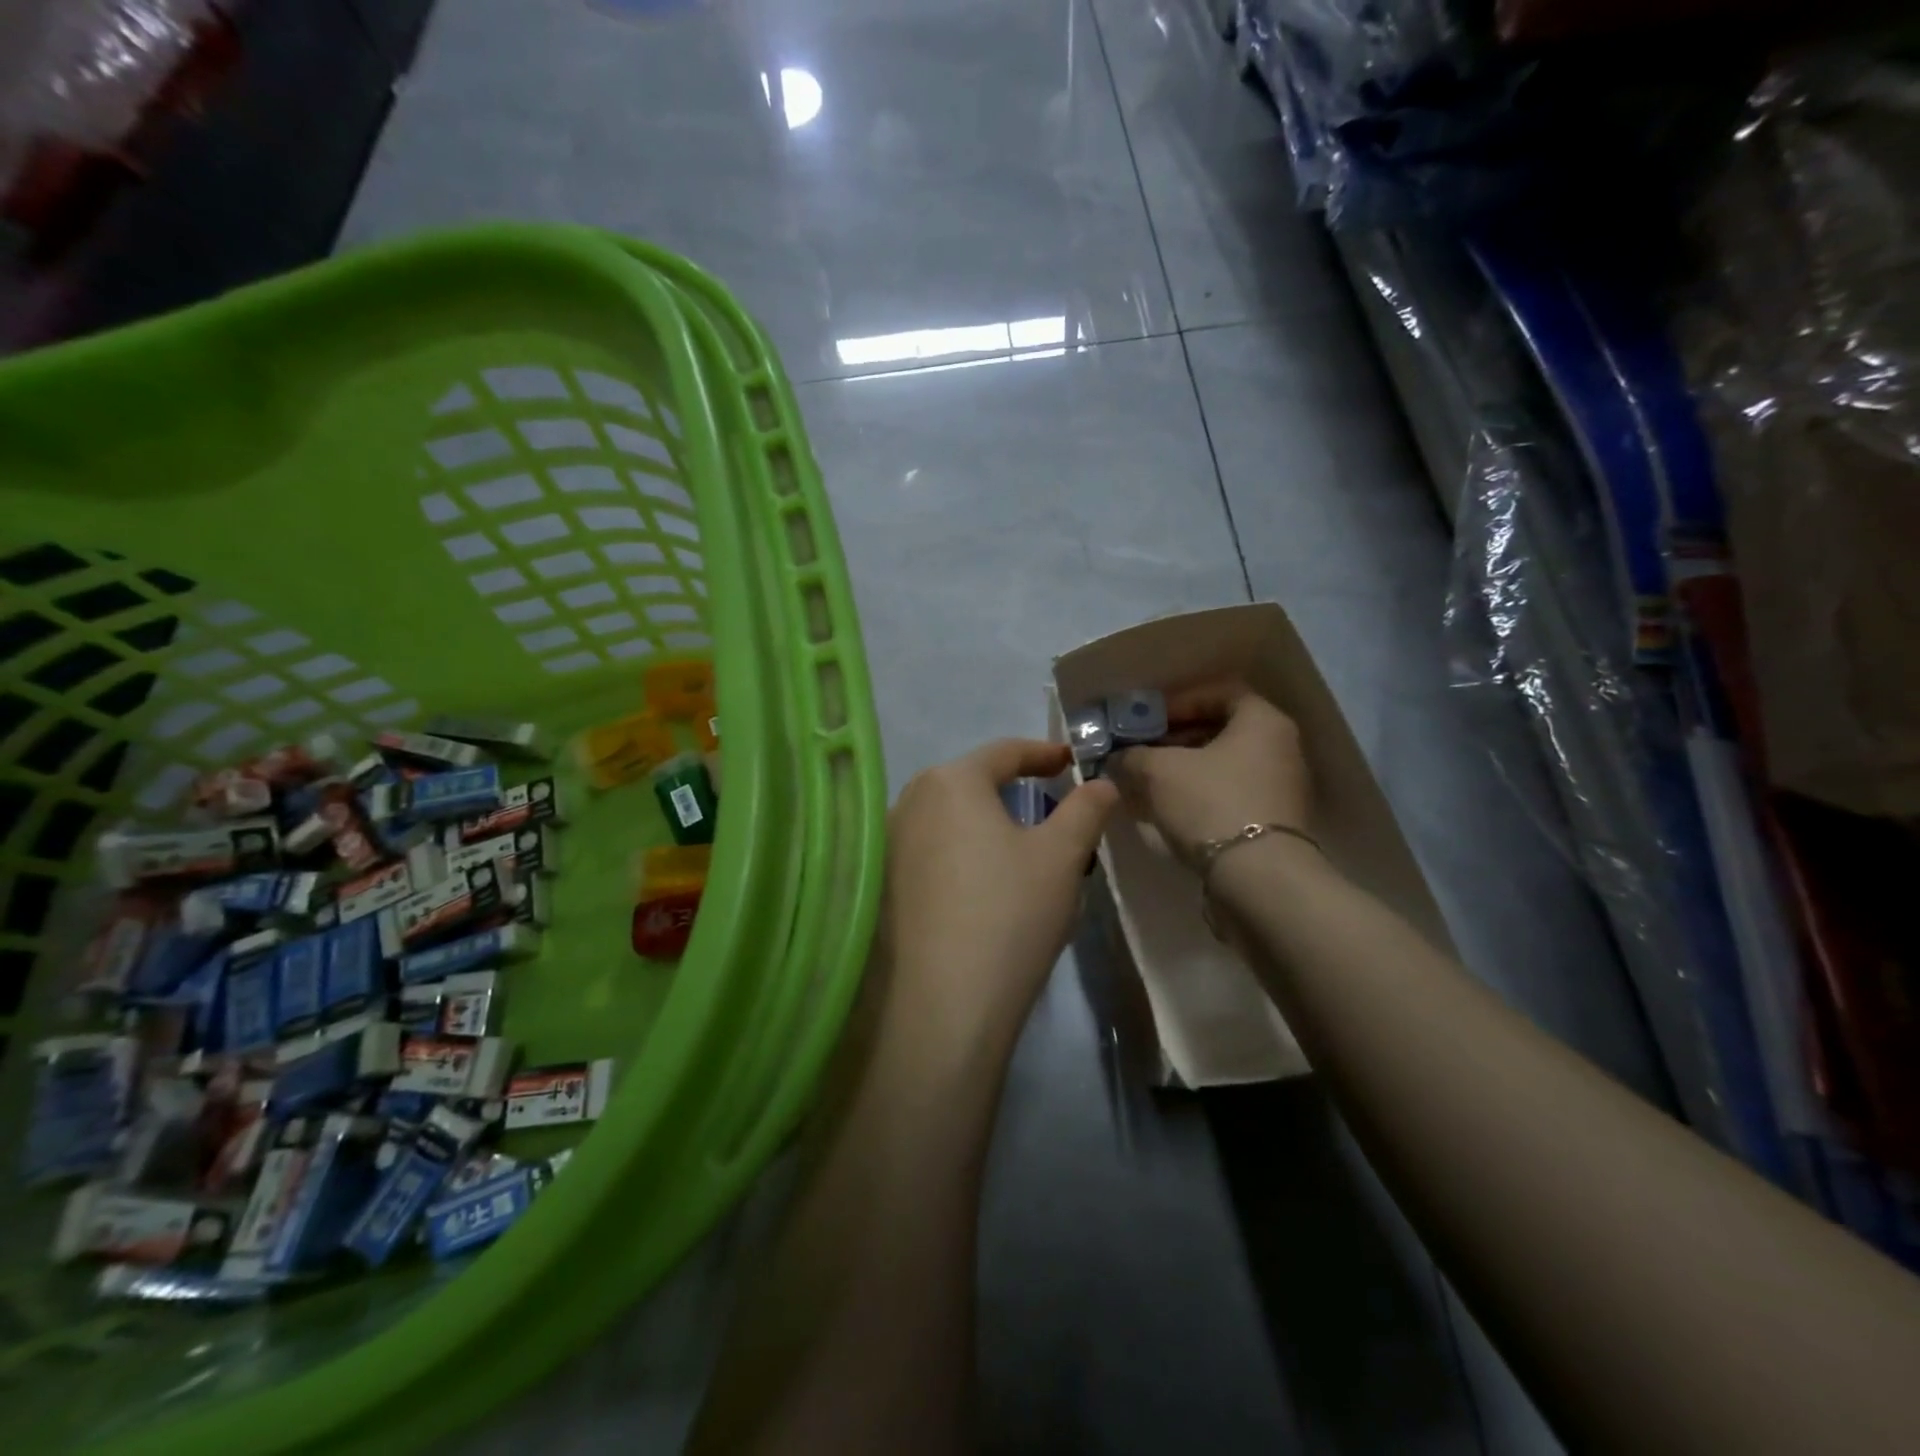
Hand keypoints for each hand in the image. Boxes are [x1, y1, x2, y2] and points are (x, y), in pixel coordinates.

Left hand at [882, 740, 1118, 1045]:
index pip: (1004, 752)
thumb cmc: (1010, 914)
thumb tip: (1102, 783)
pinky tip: (980, 888)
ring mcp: (887, 844)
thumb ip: (1086, 809)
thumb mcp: (1062, 856)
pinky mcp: (880, 884)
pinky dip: (960, 853)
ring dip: (985, 825)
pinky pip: (929, 851)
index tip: (1071, 762)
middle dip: (1013, 791)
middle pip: (971, 783)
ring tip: (1019, 853)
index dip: (1043, 754)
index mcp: (950, 781)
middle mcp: (908, 801)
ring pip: (949, 819)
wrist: (944, 1005)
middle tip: (1051, 811)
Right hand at [1106, 682, 1310, 863]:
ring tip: (1145, 783)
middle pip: (1221, 729)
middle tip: (1140, 751)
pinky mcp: (1273, 821)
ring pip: (1223, 765)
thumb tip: (1118, 757)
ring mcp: (1280, 787)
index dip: (1179, 701)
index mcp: (1263, 721)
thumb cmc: (1210, 804)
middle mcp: (1281, 747)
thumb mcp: (1158, 771)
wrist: (1258, 879)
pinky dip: (1198, 795)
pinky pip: (1229, 794)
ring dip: (1183, 769)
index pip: (1220, 691)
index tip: (1147, 720)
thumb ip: (1134, 755)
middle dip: (1174, 738)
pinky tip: (1166, 811)